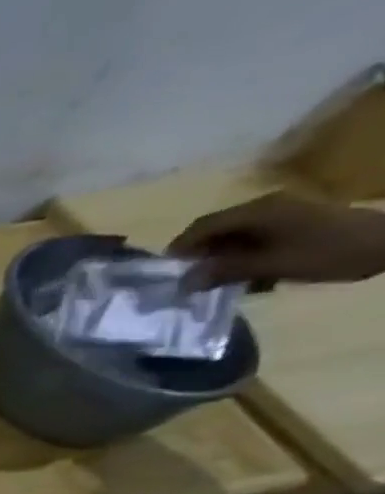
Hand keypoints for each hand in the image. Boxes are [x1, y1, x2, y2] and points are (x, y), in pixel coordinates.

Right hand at [169, 192, 384, 289]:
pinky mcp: (296, 224)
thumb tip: (183, 283)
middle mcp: (265, 207)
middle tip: (191, 284)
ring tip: (220, 285)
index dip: (179, 249)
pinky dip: (245, 258)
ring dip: (223, 261)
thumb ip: (225, 272)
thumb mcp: (271, 265)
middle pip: (217, 231)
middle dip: (200, 258)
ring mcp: (283, 214)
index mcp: (257, 211)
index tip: (167, 274)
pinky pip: (256, 240)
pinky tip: (251, 278)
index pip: (202, 226)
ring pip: (235, 238)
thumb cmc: (328, 251)